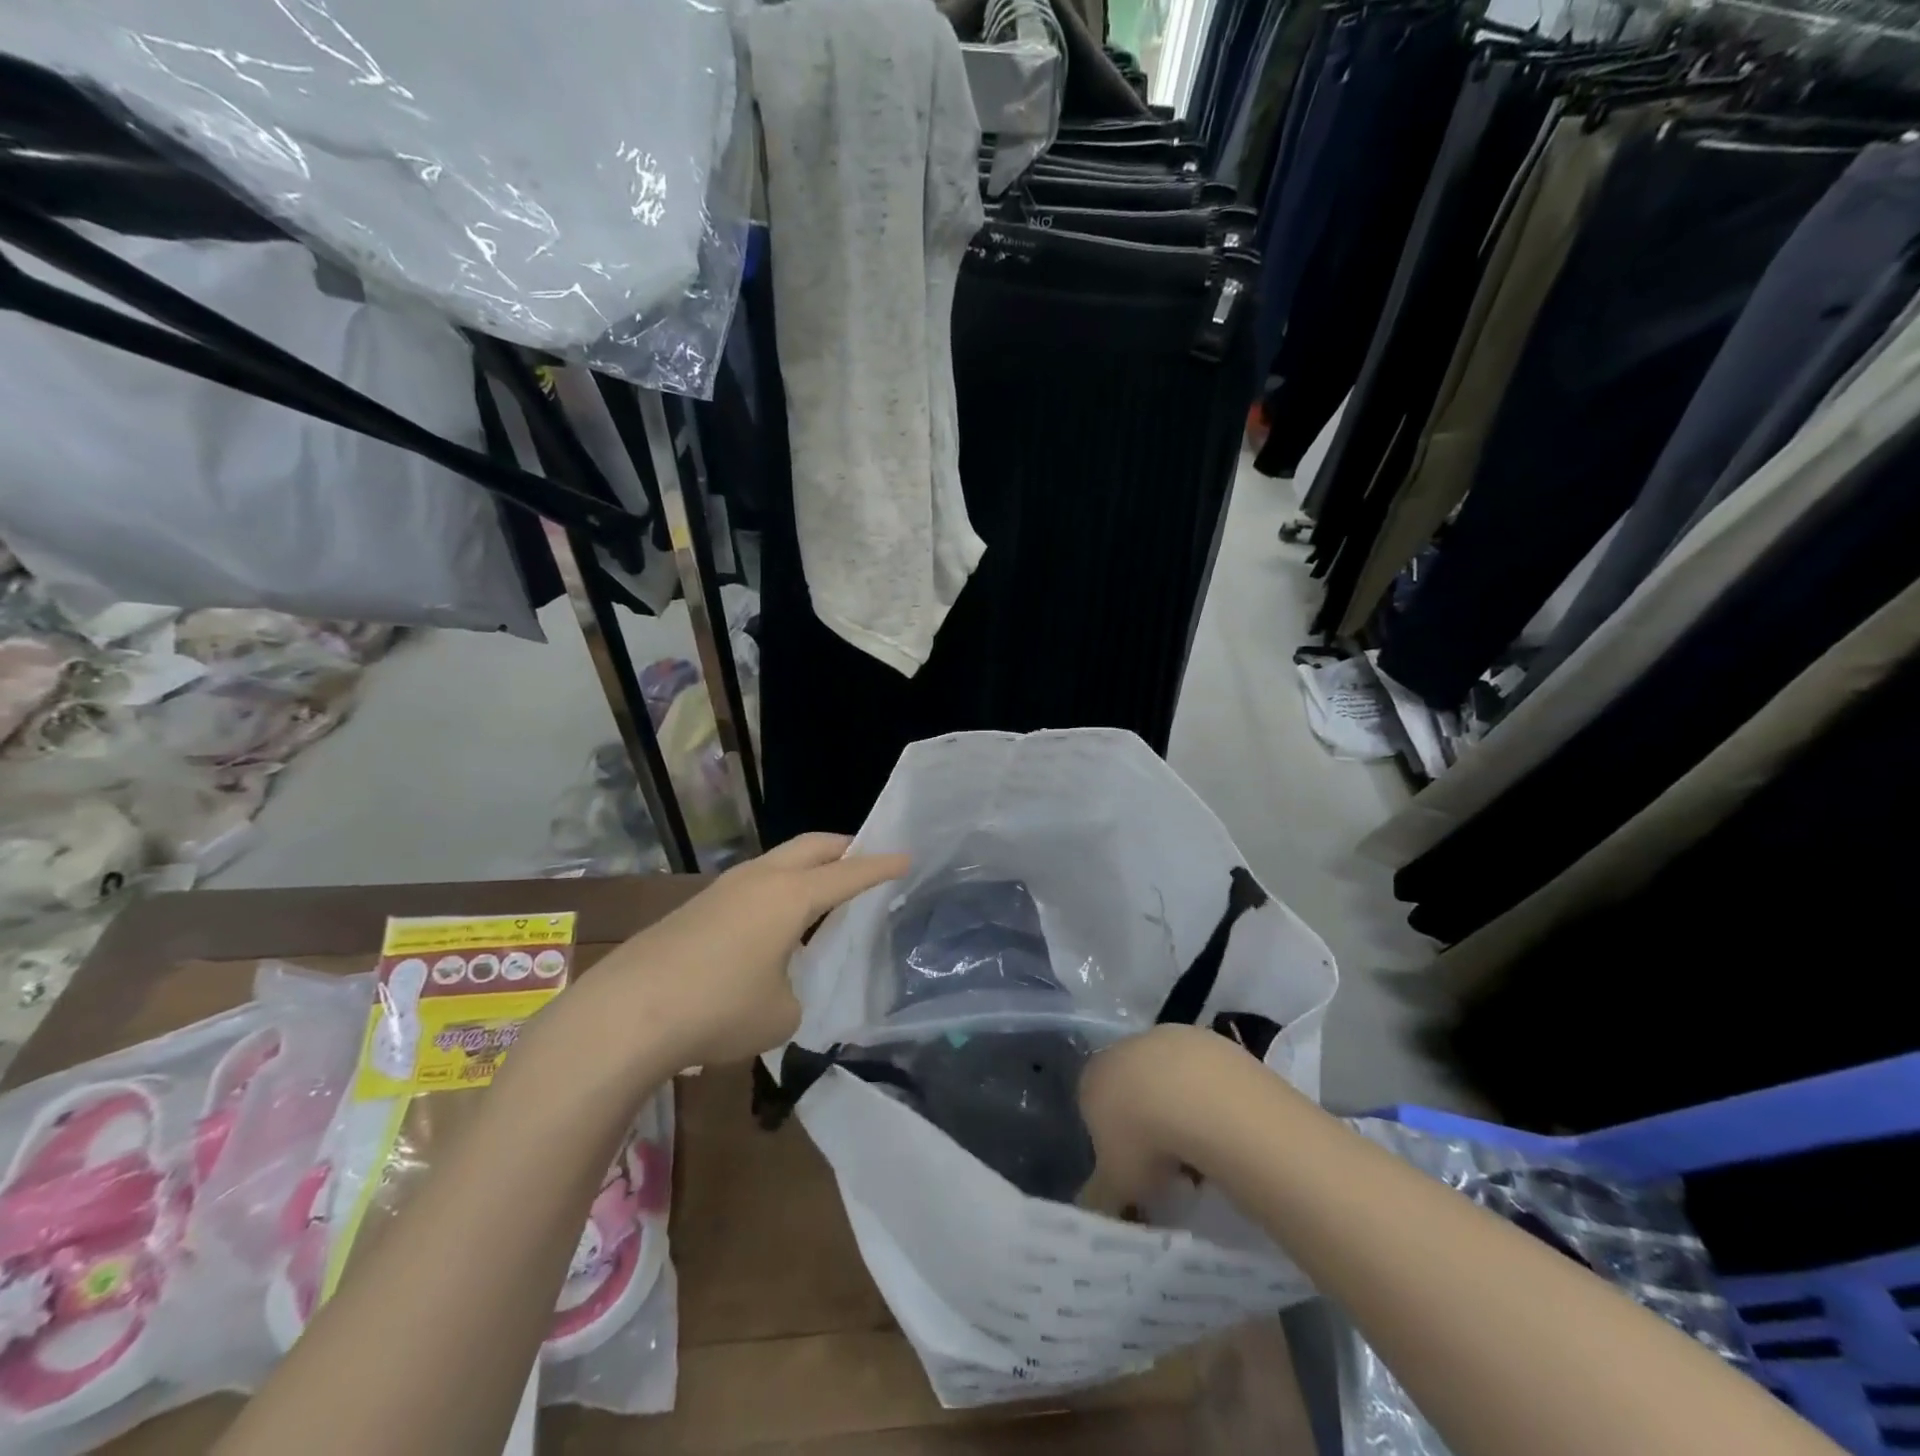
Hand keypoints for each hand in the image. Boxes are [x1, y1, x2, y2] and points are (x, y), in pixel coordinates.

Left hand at [604, 833, 908, 1067]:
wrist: (625, 1015)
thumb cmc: (718, 1009)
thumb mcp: (780, 1014)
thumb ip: (793, 992)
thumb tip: (777, 986)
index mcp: (790, 896)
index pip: (848, 874)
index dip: (881, 866)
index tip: (907, 856)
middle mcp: (759, 880)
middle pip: (810, 846)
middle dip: (843, 847)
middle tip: (865, 857)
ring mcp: (722, 890)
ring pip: (777, 862)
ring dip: (805, 869)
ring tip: (822, 894)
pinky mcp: (695, 908)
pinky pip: (751, 887)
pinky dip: (775, 893)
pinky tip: (772, 927)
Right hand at [1078, 1024, 1249, 1214]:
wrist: (1201, 1099)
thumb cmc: (1146, 1142)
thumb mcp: (1116, 1184)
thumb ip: (1101, 1195)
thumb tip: (1094, 1208)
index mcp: (1092, 1077)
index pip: (1093, 1107)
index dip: (1113, 1141)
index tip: (1134, 1170)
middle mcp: (1123, 1048)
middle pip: (1131, 1087)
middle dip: (1146, 1121)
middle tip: (1167, 1162)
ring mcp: (1166, 1037)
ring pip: (1168, 1077)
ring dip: (1179, 1107)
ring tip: (1201, 1149)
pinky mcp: (1206, 1037)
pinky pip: (1203, 1074)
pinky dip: (1210, 1097)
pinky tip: (1224, 1125)